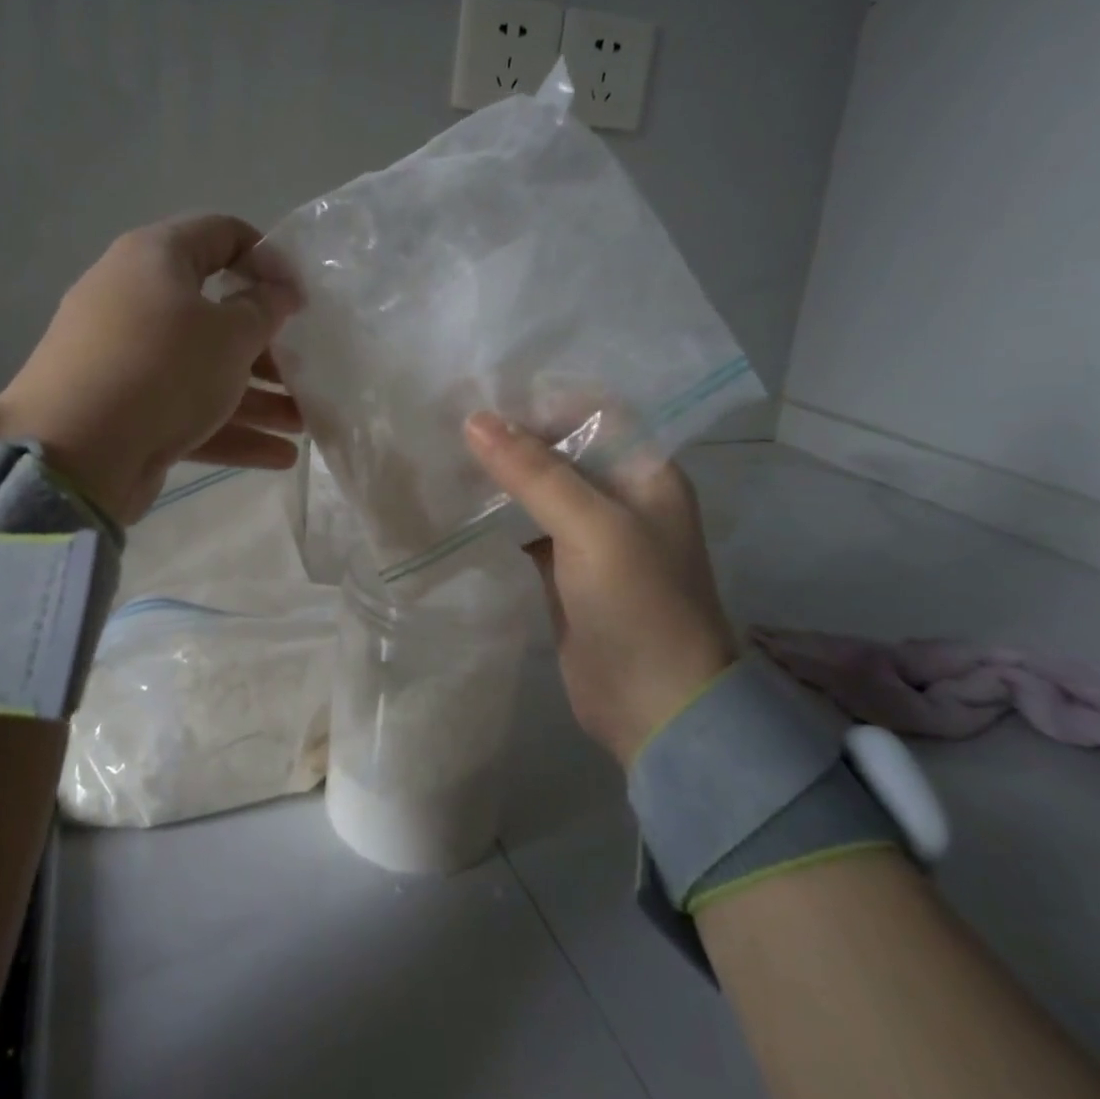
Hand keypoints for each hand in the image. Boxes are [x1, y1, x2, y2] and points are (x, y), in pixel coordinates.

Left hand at [0, 215, 302, 524]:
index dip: (268, 258)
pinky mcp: (124, 408)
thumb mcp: (230, 333)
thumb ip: (265, 308)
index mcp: (155, 258)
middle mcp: (135, 299)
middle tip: (304, 368)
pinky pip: (185, 407)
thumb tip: (280, 290)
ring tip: (304, 423)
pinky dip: (229, 427)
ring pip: (203, 367)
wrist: (74, 453)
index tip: (300, 296)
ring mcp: (125, 357)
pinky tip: (280, 456)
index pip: (222, 234)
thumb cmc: (163, 369)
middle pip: (215, 311)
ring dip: (257, 395)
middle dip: (267, 345)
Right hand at [464, 412, 736, 765]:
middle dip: (513, 436)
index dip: (544, 399)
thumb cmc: (639, 604)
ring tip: (444, 452)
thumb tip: (474, 420)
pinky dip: (495, 515)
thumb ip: (534, 472)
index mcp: (646, 474)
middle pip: (562, 449)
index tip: (485, 391)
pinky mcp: (563, 570)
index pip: (594, 413)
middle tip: (451, 418)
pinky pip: (525, 527)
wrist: (655, 708)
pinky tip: (456, 504)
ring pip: (539, 489)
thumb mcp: (591, 527)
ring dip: (500, 475)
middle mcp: (620, 496)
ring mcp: (591, 536)